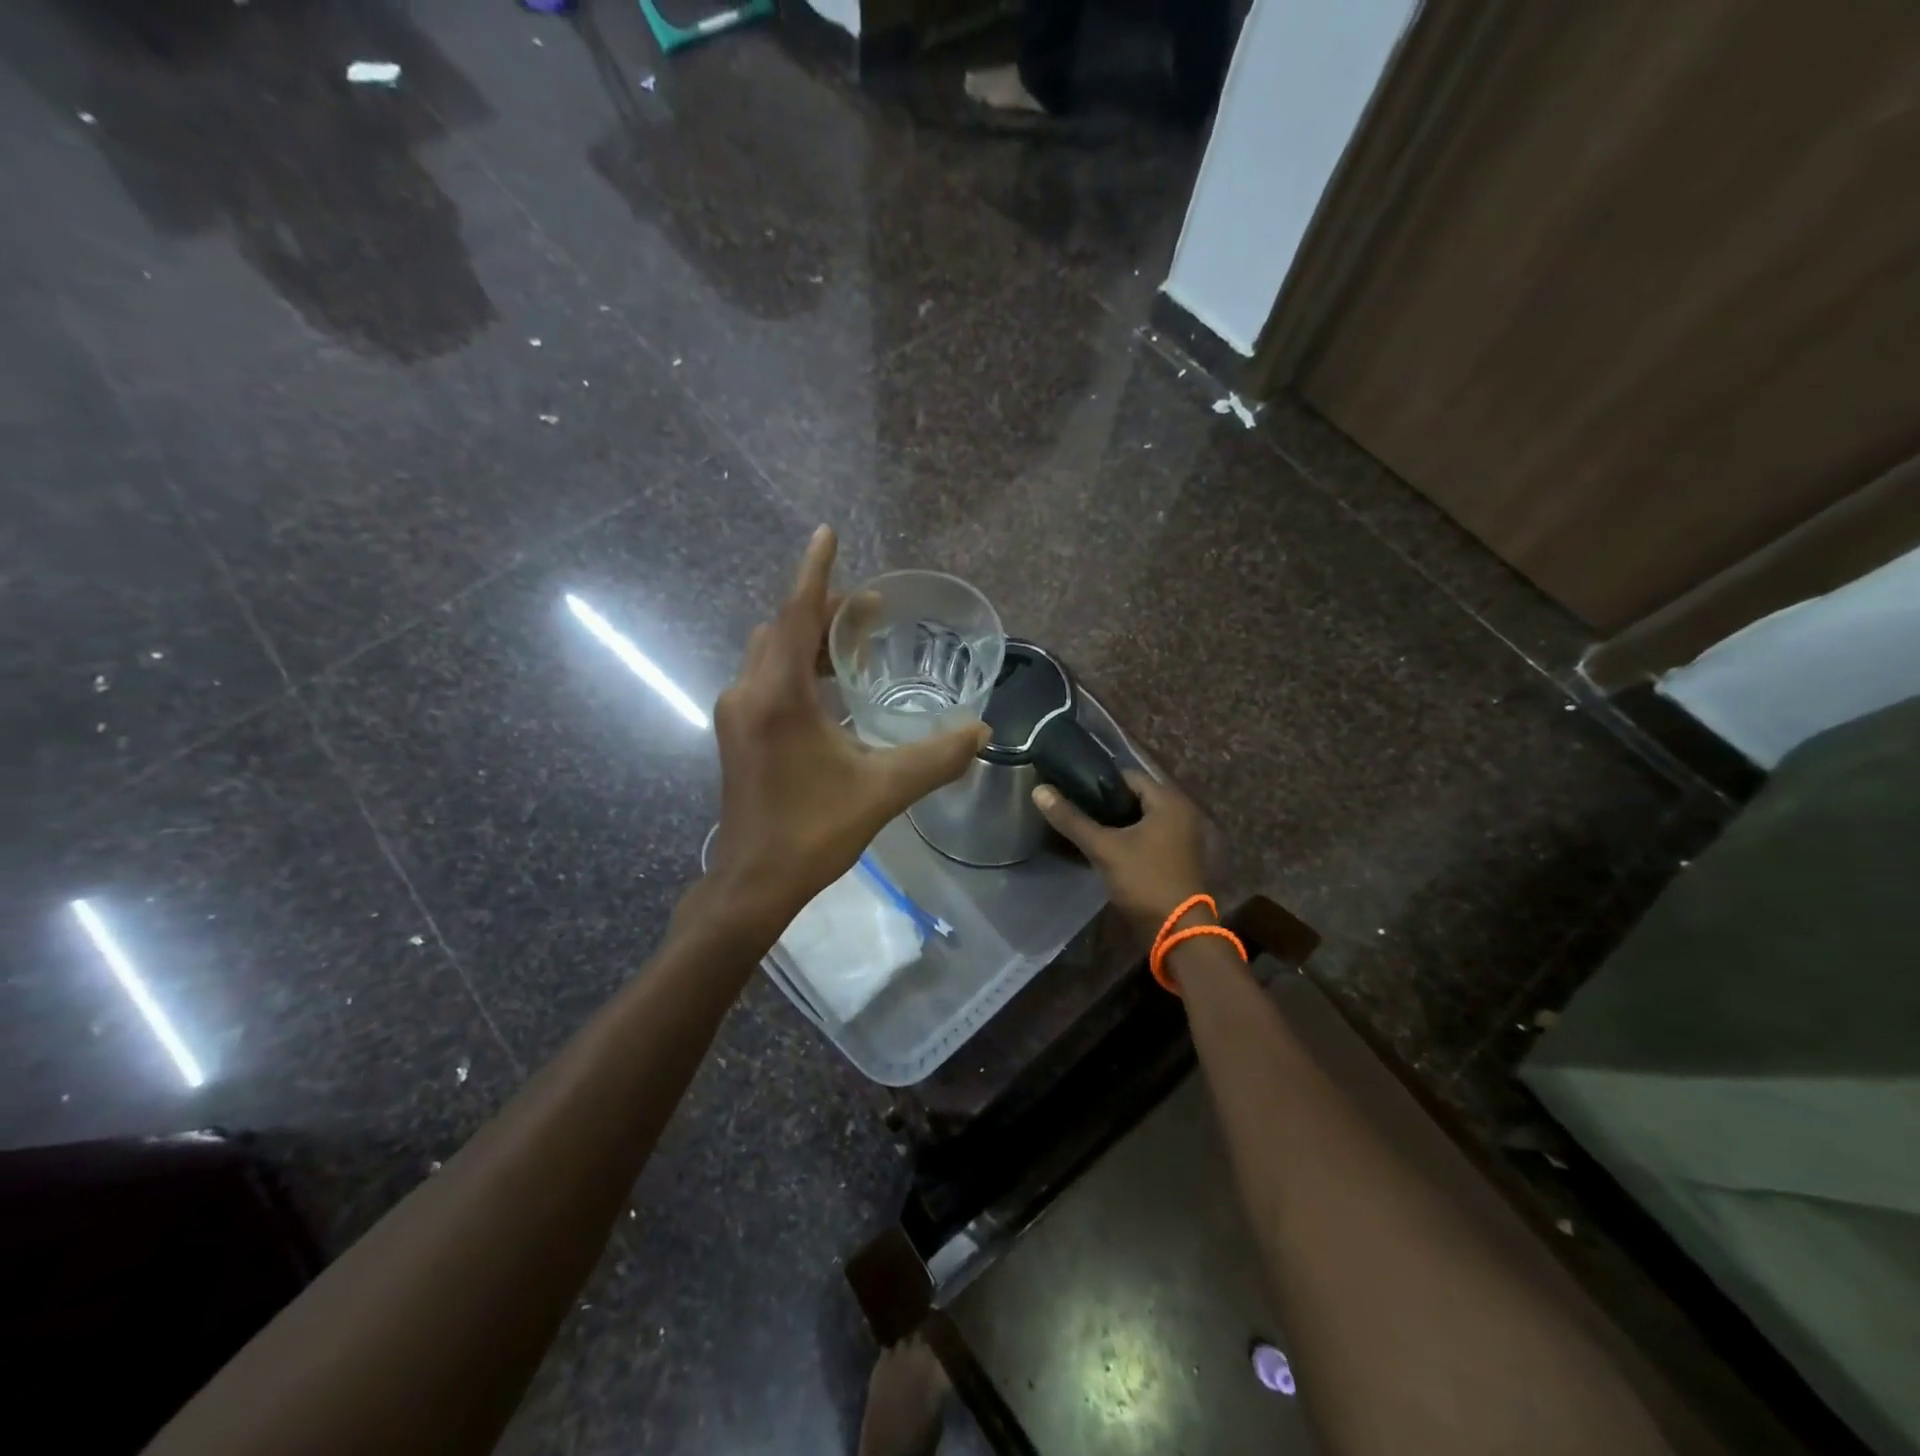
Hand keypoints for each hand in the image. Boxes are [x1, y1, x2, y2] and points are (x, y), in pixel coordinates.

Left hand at [706, 527, 987, 935]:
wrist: (754, 881)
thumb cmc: (814, 831)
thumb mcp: (882, 791)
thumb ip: (935, 758)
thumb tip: (982, 731)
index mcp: (779, 696)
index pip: (799, 615)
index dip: (816, 572)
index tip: (827, 532)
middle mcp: (749, 692)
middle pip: (785, 628)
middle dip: (826, 610)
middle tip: (873, 612)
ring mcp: (736, 712)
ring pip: (772, 653)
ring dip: (810, 640)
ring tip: (857, 646)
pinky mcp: (736, 732)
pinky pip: (766, 677)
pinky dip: (798, 667)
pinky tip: (831, 689)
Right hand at [1032, 770, 1208, 940]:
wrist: (1177, 932)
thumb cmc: (1144, 881)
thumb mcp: (1104, 848)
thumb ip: (1072, 819)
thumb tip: (1039, 790)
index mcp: (1169, 801)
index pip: (1128, 776)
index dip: (1098, 781)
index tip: (1071, 790)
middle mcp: (1180, 812)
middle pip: (1134, 796)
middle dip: (1105, 803)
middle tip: (1074, 810)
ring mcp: (1181, 835)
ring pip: (1140, 817)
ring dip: (1115, 821)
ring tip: (1084, 827)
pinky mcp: (1176, 855)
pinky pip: (1147, 834)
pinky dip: (1128, 836)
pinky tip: (1104, 846)